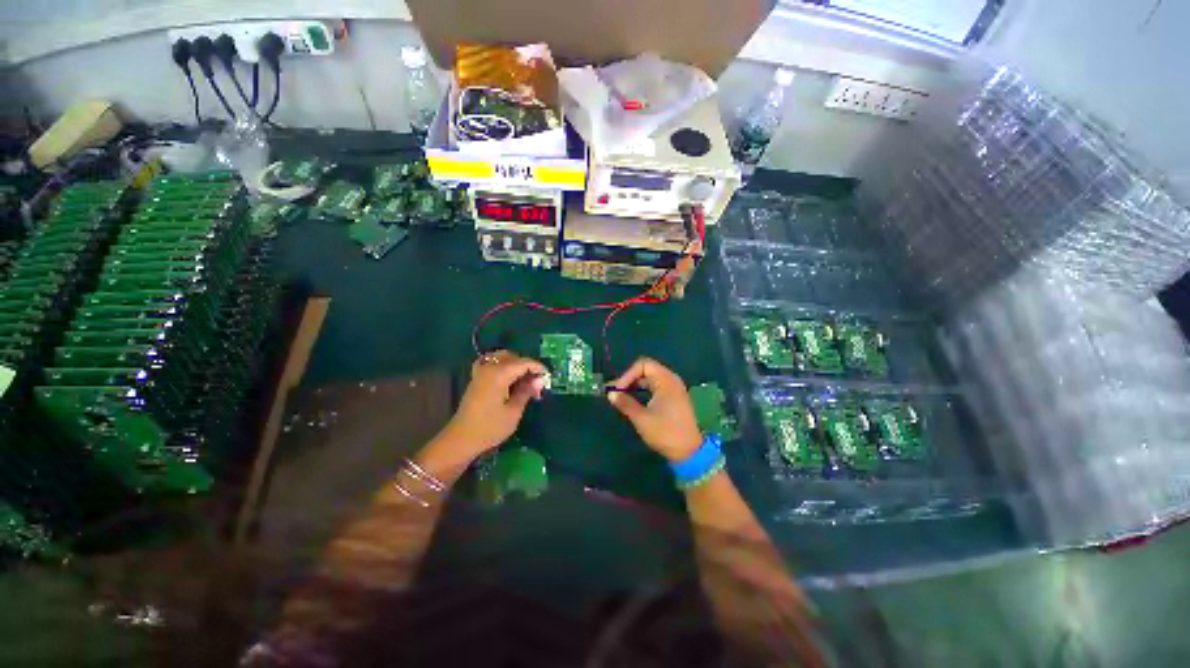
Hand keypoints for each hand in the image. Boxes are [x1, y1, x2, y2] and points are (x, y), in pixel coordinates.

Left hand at [439, 350, 546, 459]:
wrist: (461, 439)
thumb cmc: (490, 427)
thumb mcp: (513, 411)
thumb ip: (527, 391)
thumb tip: (540, 379)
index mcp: (500, 374)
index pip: (524, 363)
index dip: (538, 368)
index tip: (548, 377)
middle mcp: (489, 367)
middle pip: (513, 358)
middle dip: (527, 367)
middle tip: (536, 384)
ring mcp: (481, 371)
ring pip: (502, 358)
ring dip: (515, 364)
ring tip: (524, 380)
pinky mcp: (476, 378)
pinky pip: (491, 362)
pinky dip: (501, 364)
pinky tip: (506, 375)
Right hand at [607, 357, 702, 462]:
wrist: (689, 452)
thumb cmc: (665, 432)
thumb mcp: (642, 418)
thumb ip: (625, 403)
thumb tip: (610, 393)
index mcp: (666, 380)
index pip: (643, 365)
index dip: (628, 374)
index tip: (617, 389)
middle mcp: (671, 380)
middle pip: (647, 369)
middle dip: (630, 378)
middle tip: (616, 391)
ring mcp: (674, 388)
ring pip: (650, 378)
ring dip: (636, 384)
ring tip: (622, 396)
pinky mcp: (674, 397)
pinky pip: (656, 386)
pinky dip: (644, 389)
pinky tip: (635, 400)